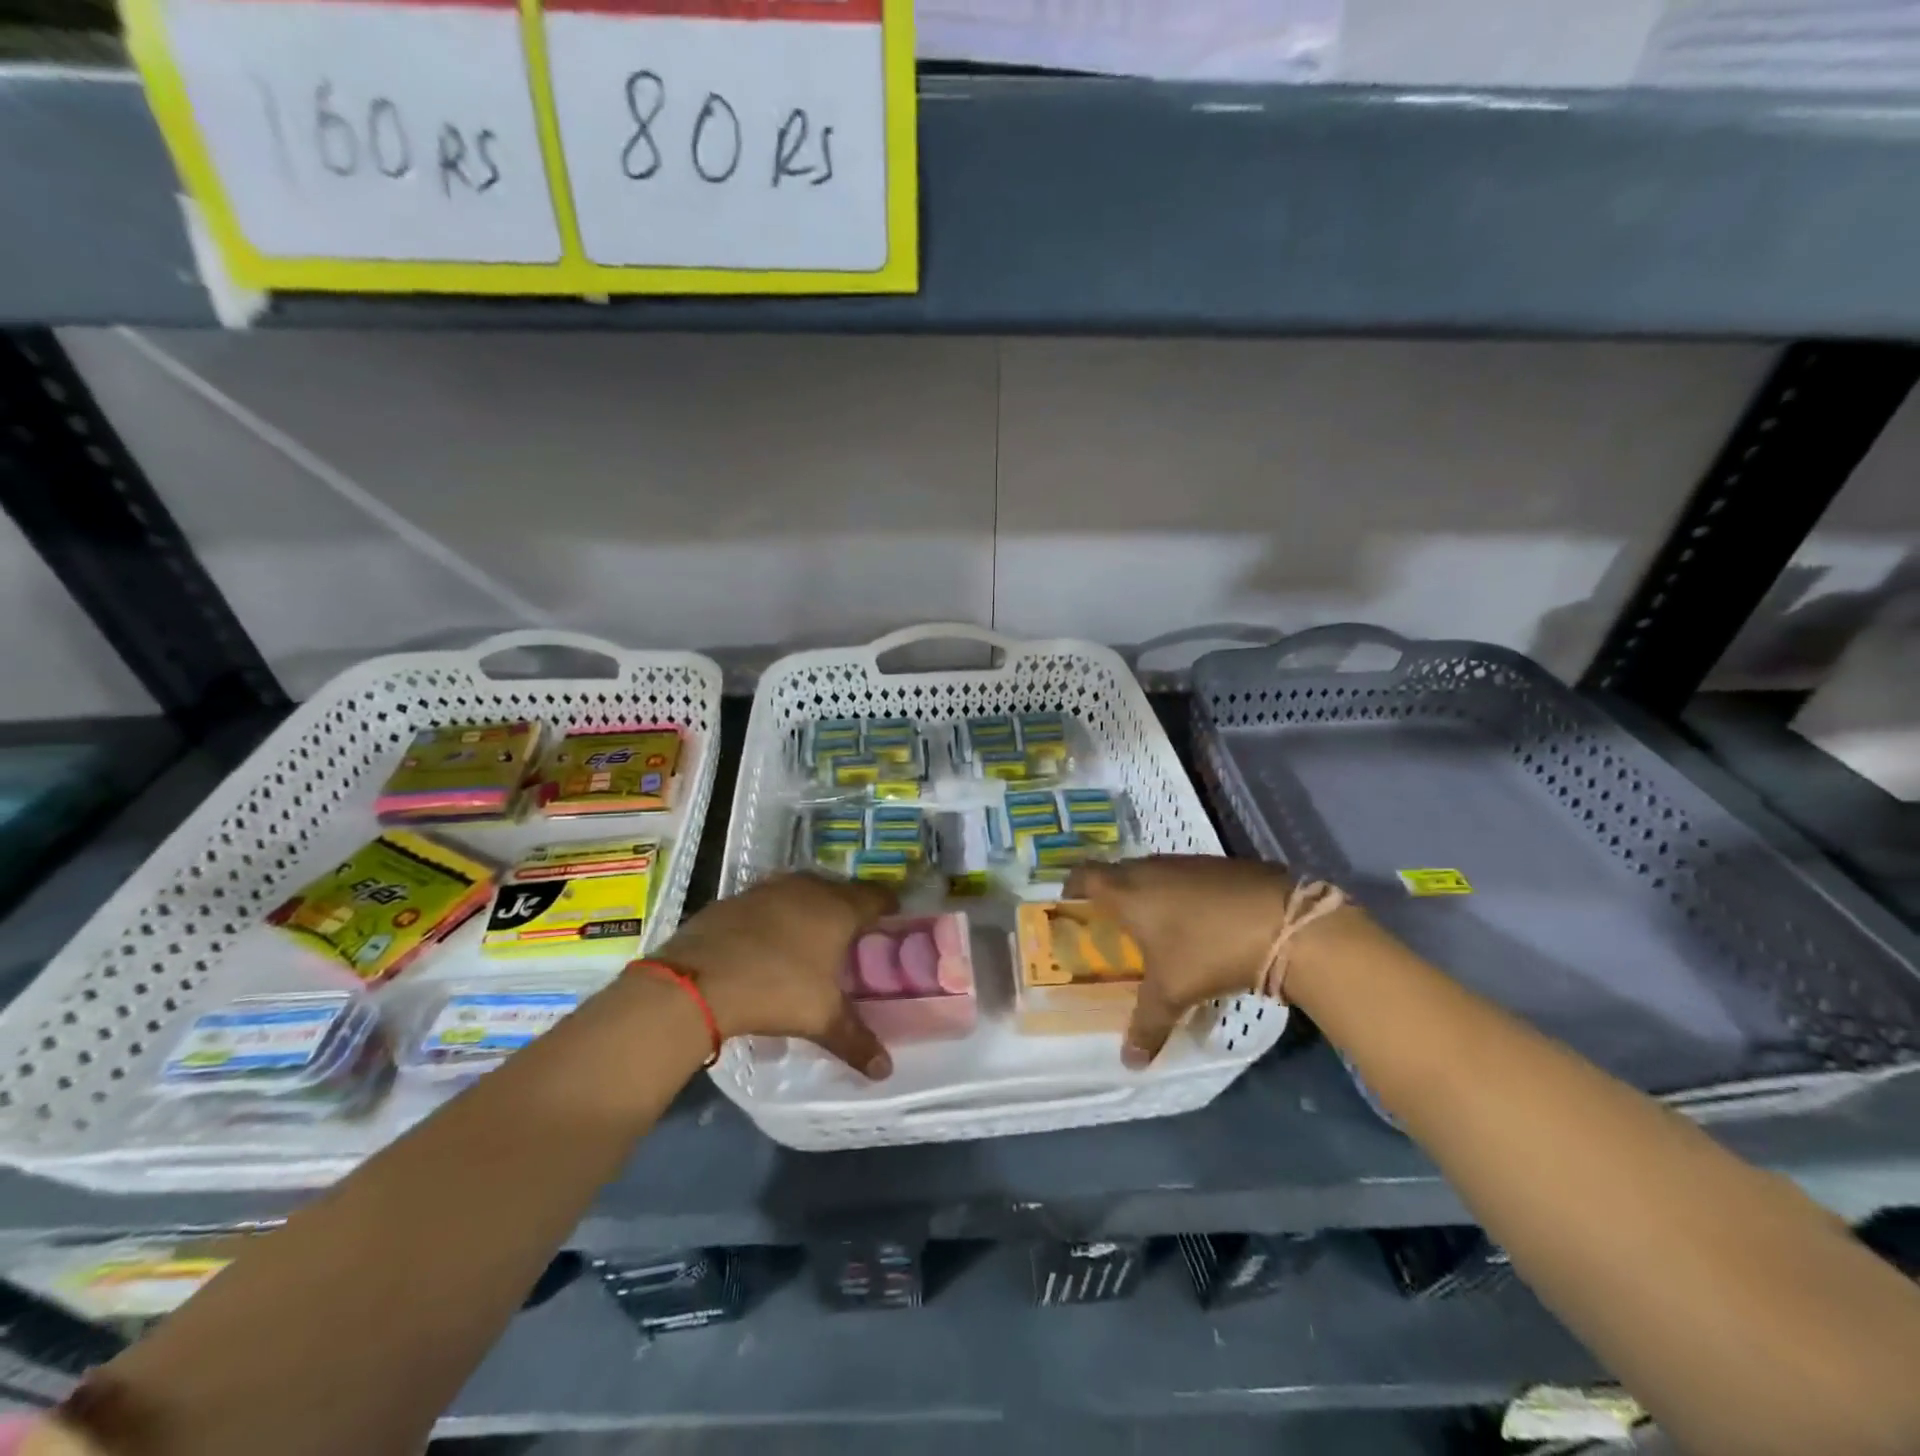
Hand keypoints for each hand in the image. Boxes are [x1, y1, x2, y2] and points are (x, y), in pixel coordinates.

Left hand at [650, 873, 896, 1079]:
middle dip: (849, 906)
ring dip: (811, 906)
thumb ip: (857, 1040)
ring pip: (803, 890)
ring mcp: (770, 888)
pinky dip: (776, 914)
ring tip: (812, 934)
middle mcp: (809, 888)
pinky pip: (769, 900)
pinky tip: (768, 940)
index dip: (887, 906)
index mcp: (839, 909)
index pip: (876, 896)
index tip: (891, 918)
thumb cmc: (776, 990)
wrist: (699, 980)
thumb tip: (885, 1070)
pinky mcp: (737, 897)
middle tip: (853, 932)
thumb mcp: (821, 1019)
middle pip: (840, 889)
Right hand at [1065, 856, 1321, 1068]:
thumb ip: (1146, 1026)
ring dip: (1147, 895)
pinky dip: (1180, 895)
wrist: (1282, 923)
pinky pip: (1184, 877)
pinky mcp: (1218, 865)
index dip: (1072, 887)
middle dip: (1110, 897)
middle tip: (1111, 928)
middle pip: (1117, 873)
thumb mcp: (1172, 993)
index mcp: (1126, 891)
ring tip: (1153, 929)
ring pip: (1153, 873)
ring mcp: (1186, 863)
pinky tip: (1196, 923)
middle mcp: (1150, 868)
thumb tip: (1129, 1063)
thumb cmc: (1207, 951)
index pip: (1084, 875)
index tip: (1070, 907)